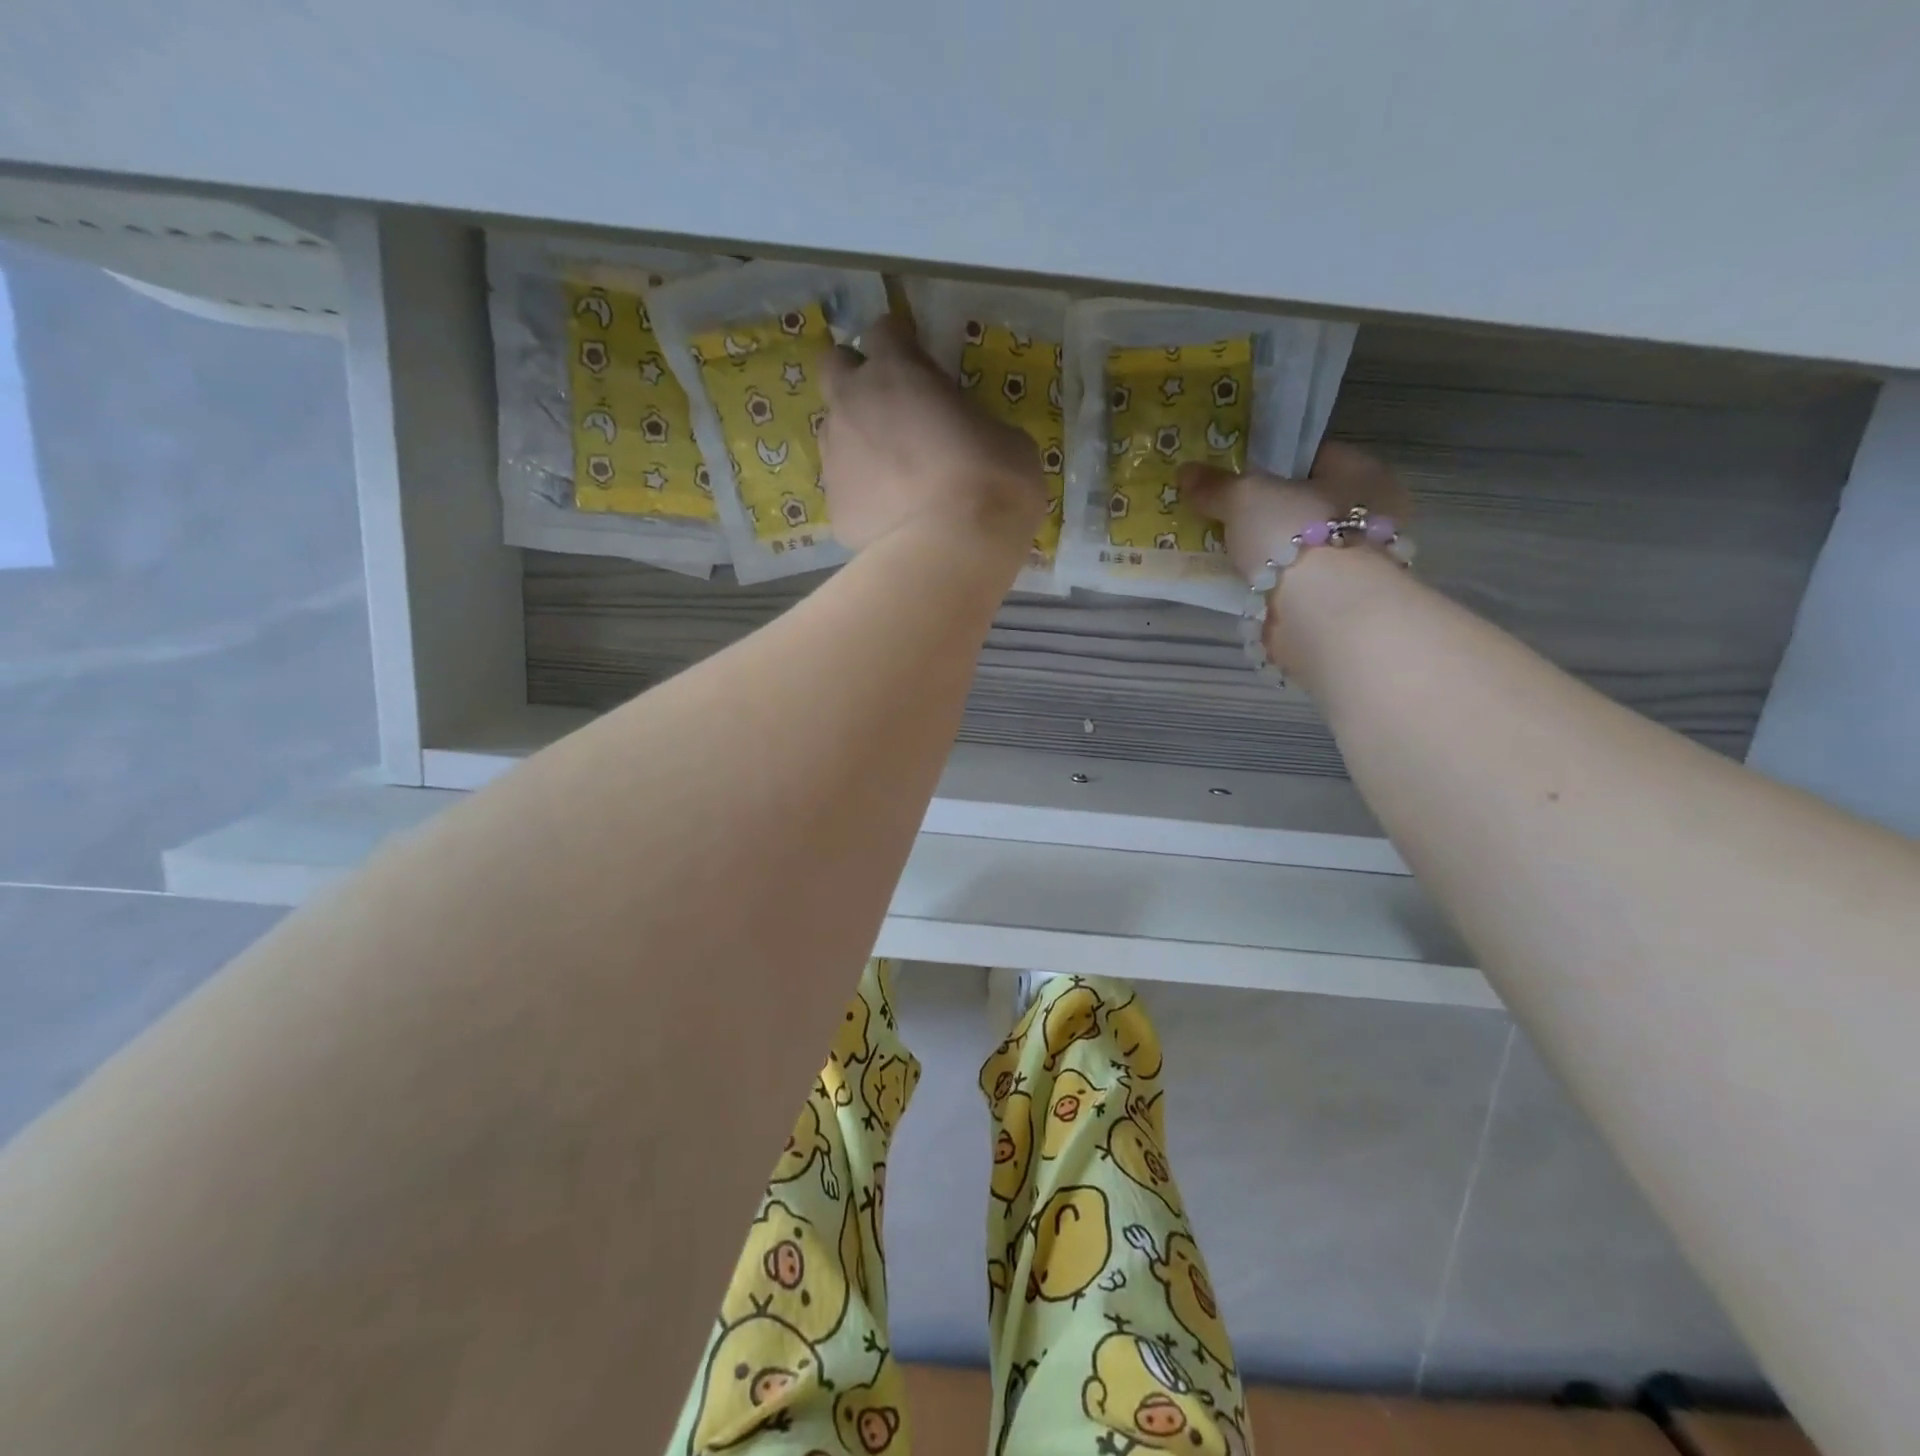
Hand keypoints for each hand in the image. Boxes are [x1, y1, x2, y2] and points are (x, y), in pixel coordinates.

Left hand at [820, 314, 1046, 557]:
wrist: (954, 549)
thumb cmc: (992, 482)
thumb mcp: (1006, 437)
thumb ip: (974, 422)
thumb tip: (971, 436)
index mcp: (896, 370)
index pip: (883, 330)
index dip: (901, 343)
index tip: (918, 360)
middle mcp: (853, 403)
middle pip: (834, 366)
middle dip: (856, 377)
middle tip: (890, 406)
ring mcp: (836, 457)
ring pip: (834, 432)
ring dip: (858, 440)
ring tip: (893, 474)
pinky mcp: (834, 507)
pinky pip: (845, 491)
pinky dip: (863, 496)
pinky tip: (892, 518)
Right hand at [1178, 443, 1411, 583]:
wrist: (1323, 611)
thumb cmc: (1295, 534)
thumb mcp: (1245, 498)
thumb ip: (1217, 486)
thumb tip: (1185, 471)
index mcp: (1363, 473)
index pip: (1316, 457)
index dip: (1276, 462)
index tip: (1240, 474)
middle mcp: (1372, 514)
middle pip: (1308, 504)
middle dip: (1271, 510)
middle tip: (1227, 514)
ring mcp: (1358, 562)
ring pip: (1303, 546)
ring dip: (1271, 550)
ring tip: (1228, 549)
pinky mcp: (1340, 601)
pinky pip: (1298, 580)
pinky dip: (1274, 581)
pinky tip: (1244, 582)